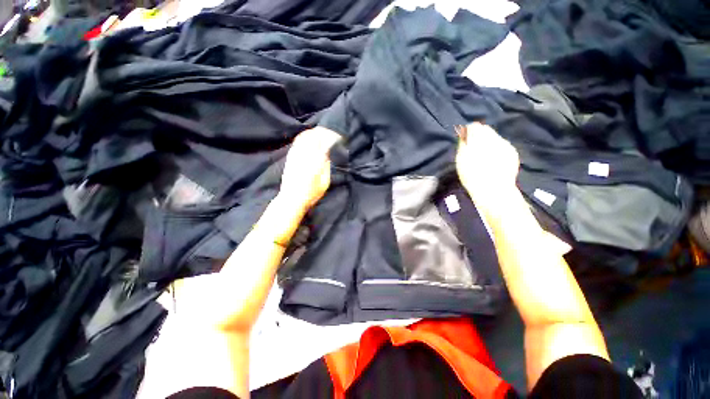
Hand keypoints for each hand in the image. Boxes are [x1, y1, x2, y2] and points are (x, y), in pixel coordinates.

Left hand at [277, 127, 341, 214]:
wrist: (292, 198)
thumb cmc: (311, 193)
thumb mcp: (325, 182)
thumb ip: (327, 166)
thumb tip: (328, 154)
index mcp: (316, 161)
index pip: (325, 143)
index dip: (332, 138)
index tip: (338, 138)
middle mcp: (305, 155)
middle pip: (315, 136)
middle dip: (324, 132)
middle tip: (331, 134)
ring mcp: (296, 154)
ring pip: (305, 136)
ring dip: (315, 132)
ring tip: (322, 133)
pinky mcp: (291, 156)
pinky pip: (298, 141)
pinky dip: (306, 136)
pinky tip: (310, 138)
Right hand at [455, 123, 519, 202]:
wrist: (493, 189)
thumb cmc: (472, 175)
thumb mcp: (461, 159)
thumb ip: (463, 143)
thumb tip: (464, 132)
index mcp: (480, 138)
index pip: (474, 126)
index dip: (468, 132)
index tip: (464, 139)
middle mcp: (495, 138)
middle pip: (486, 130)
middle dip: (479, 136)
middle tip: (472, 148)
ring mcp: (506, 145)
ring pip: (495, 138)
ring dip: (488, 143)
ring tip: (483, 156)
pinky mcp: (513, 153)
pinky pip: (503, 146)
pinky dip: (497, 150)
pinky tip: (493, 160)